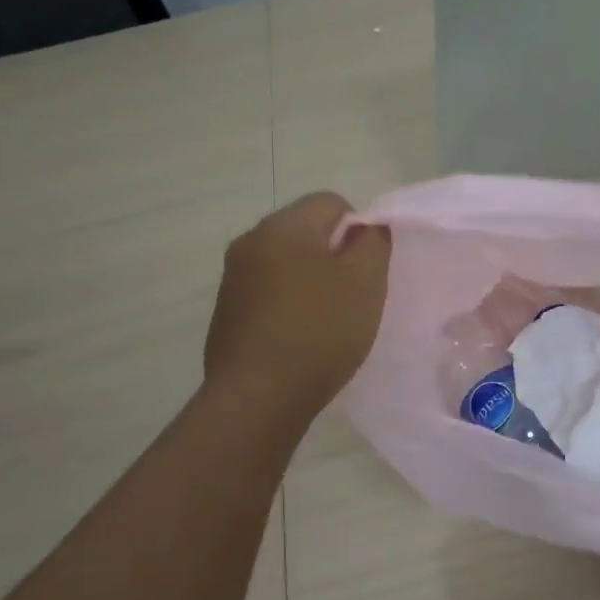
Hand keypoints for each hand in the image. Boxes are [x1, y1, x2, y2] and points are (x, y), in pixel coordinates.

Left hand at [204, 192, 390, 411]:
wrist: (258, 397)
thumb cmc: (320, 330)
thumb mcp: (366, 281)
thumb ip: (373, 242)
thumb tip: (365, 229)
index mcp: (283, 226)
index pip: (332, 202)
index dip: (359, 230)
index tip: (367, 269)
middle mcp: (250, 241)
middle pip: (306, 231)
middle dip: (334, 256)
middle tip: (354, 295)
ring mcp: (233, 278)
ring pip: (286, 263)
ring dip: (311, 281)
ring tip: (329, 321)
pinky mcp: (226, 312)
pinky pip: (269, 293)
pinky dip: (290, 305)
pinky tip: (302, 338)